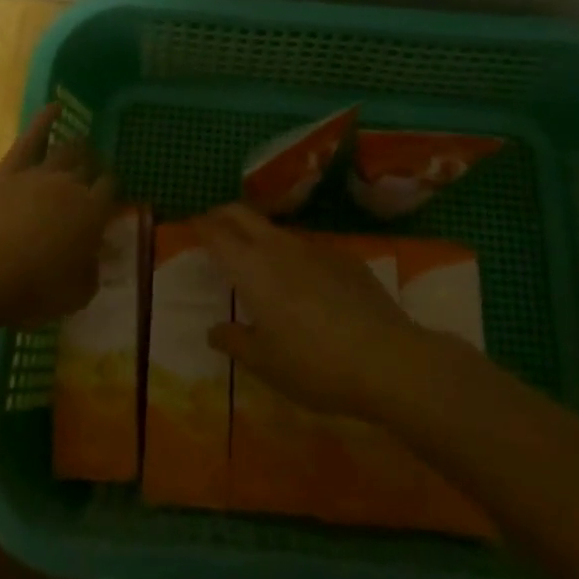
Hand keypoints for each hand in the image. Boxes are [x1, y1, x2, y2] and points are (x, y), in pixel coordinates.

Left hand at [0, 104, 114, 326]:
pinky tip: (54, 107)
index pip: (110, 189)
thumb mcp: (78, 292)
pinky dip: (44, 120)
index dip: (112, 189)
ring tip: (81, 144)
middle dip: (95, 166)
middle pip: (89, 166)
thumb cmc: (37, 289)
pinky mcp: (10, 170)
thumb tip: (99, 256)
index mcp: (93, 212)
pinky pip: (30, 138)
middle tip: (95, 170)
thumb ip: (93, 270)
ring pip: (65, 151)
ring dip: (76, 147)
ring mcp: (40, 173)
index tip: (110, 193)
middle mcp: (72, 185)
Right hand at [194, 204, 418, 419]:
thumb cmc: (314, 365)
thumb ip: (236, 342)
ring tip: (257, 259)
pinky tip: (306, 285)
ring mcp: (315, 248)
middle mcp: (279, 247)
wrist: (387, 359)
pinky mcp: (345, 257)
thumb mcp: (266, 364)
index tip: (191, 225)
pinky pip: (309, 249)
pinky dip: (294, 256)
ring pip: (277, 230)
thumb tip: (214, 330)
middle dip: (224, 214)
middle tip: (214, 226)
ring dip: (260, 235)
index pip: (217, 232)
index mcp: (252, 268)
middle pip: (243, 214)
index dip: (201, 225)